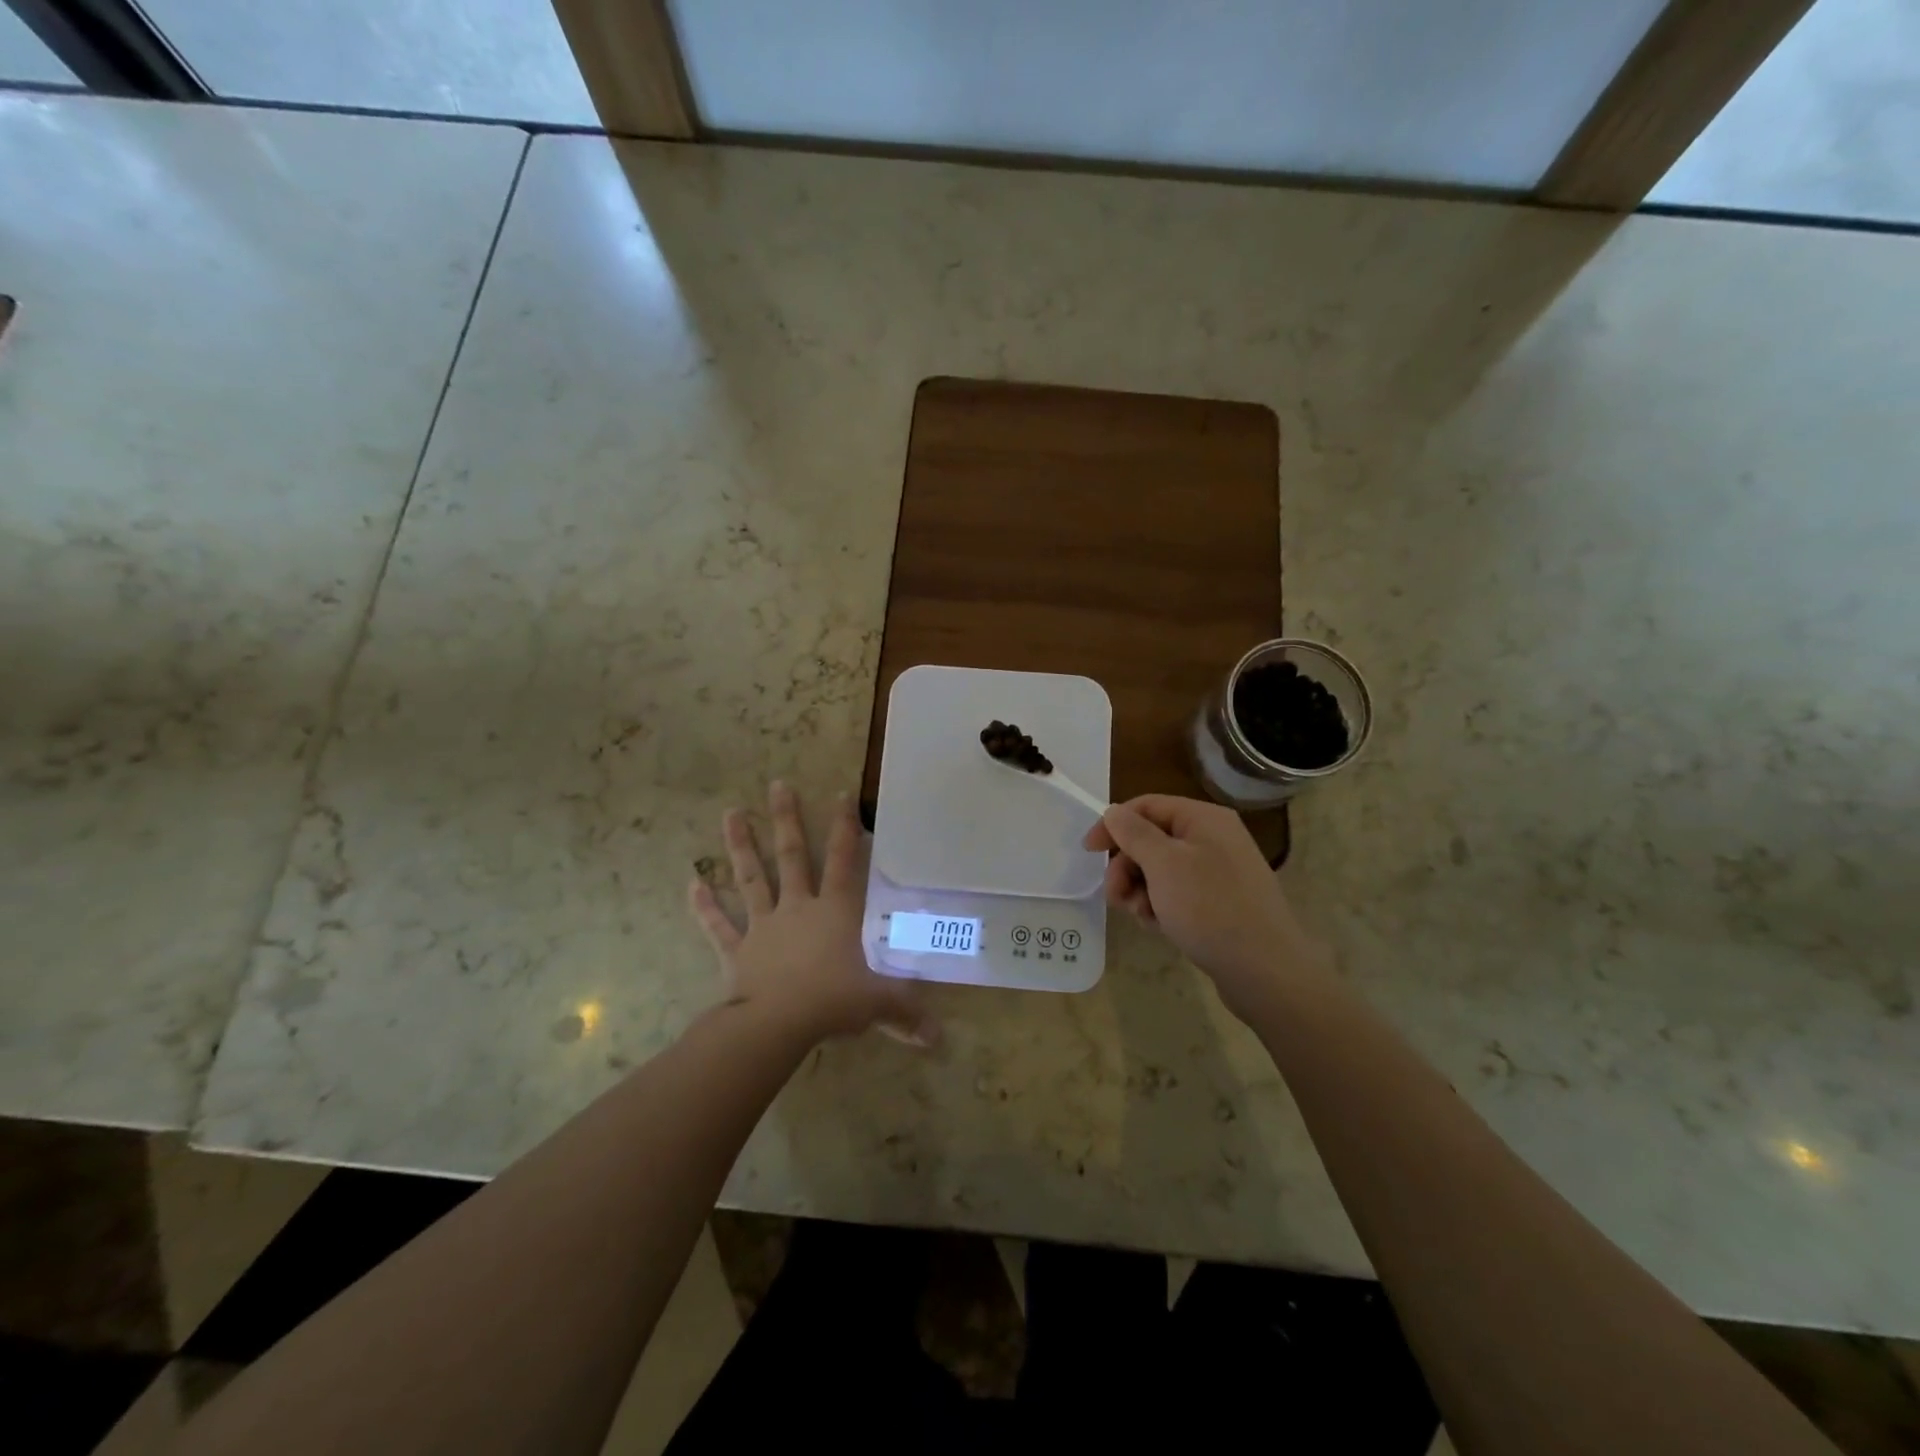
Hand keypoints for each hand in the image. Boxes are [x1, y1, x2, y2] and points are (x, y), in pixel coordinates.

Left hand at [688, 782, 932, 1046]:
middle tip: (777, 785)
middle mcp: (798, 908)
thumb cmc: (831, 1003)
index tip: (840, 793)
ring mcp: (763, 926)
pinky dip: (704, 906)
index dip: (845, 827)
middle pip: (792, 856)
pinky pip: (718, 925)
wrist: (775, 1025)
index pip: (845, 861)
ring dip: (740, 846)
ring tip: (730, 813)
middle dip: (786, 820)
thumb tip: (939, 1037)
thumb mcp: (877, 1004)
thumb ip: (906, 1011)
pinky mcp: (736, 951)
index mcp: (835, 912)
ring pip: (751, 878)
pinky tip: (692, 883)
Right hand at [1084, 794, 1325, 1020]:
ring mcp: (1218, 872)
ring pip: (1160, 871)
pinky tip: (1160, 927)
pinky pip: (1177, 894)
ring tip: (1143, 917)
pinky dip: (1161, 907)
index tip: (1088, 852)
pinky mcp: (1220, 903)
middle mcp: (1213, 839)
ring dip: (1141, 891)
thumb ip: (1133, 833)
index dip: (1113, 825)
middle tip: (1117, 897)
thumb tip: (1114, 811)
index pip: (1146, 806)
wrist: (1265, 971)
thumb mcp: (1163, 864)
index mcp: (1203, 819)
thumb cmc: (1210, 908)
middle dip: (1127, 867)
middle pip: (1151, 840)